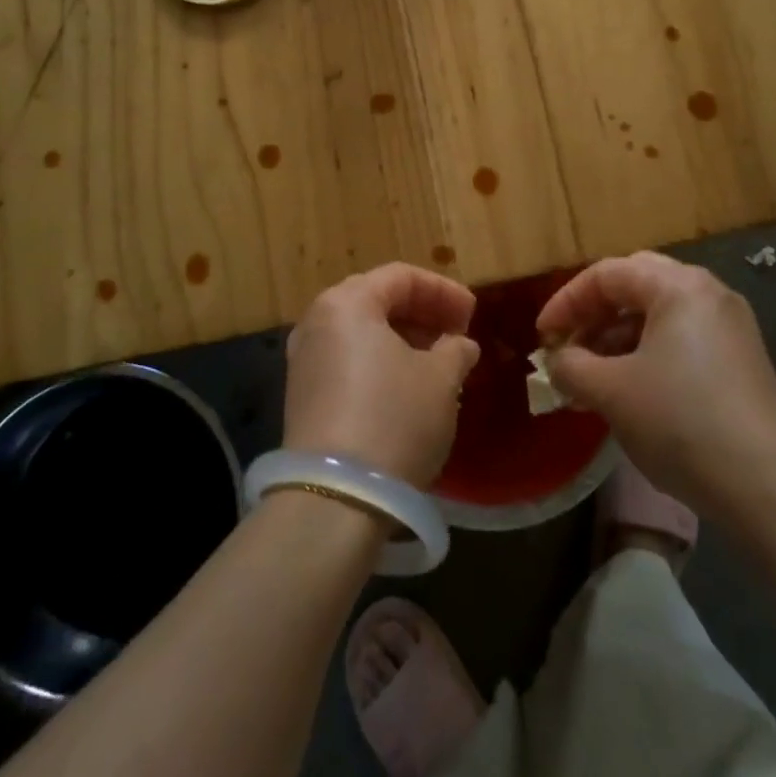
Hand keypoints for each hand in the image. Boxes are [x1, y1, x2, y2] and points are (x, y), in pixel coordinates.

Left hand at [284, 263, 480, 485]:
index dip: (443, 291)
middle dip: (422, 314)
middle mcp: (317, 321)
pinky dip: (380, 364)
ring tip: (439, 363)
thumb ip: (455, 350)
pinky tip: (408, 389)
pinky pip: (348, 361)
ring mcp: (304, 360)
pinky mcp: (302, 397)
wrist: (334, 500)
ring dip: (403, 340)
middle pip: (377, 300)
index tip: (473, 315)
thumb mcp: (441, 380)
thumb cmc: (394, 419)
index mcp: (348, 302)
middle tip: (457, 336)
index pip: (401, 277)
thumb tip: (460, 345)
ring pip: (362, 333)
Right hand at [536, 252, 775, 516]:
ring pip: (659, 314)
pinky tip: (632, 390)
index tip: (543, 336)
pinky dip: (648, 353)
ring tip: (593, 375)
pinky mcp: (741, 361)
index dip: (566, 301)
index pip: (607, 274)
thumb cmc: (682, 423)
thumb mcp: (612, 392)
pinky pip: (682, 339)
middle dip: (595, 313)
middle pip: (636, 285)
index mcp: (678, 285)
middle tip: (569, 345)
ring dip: (619, 337)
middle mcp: (708, 293)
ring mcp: (730, 327)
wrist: (772, 489)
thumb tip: (559, 361)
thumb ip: (572, 367)